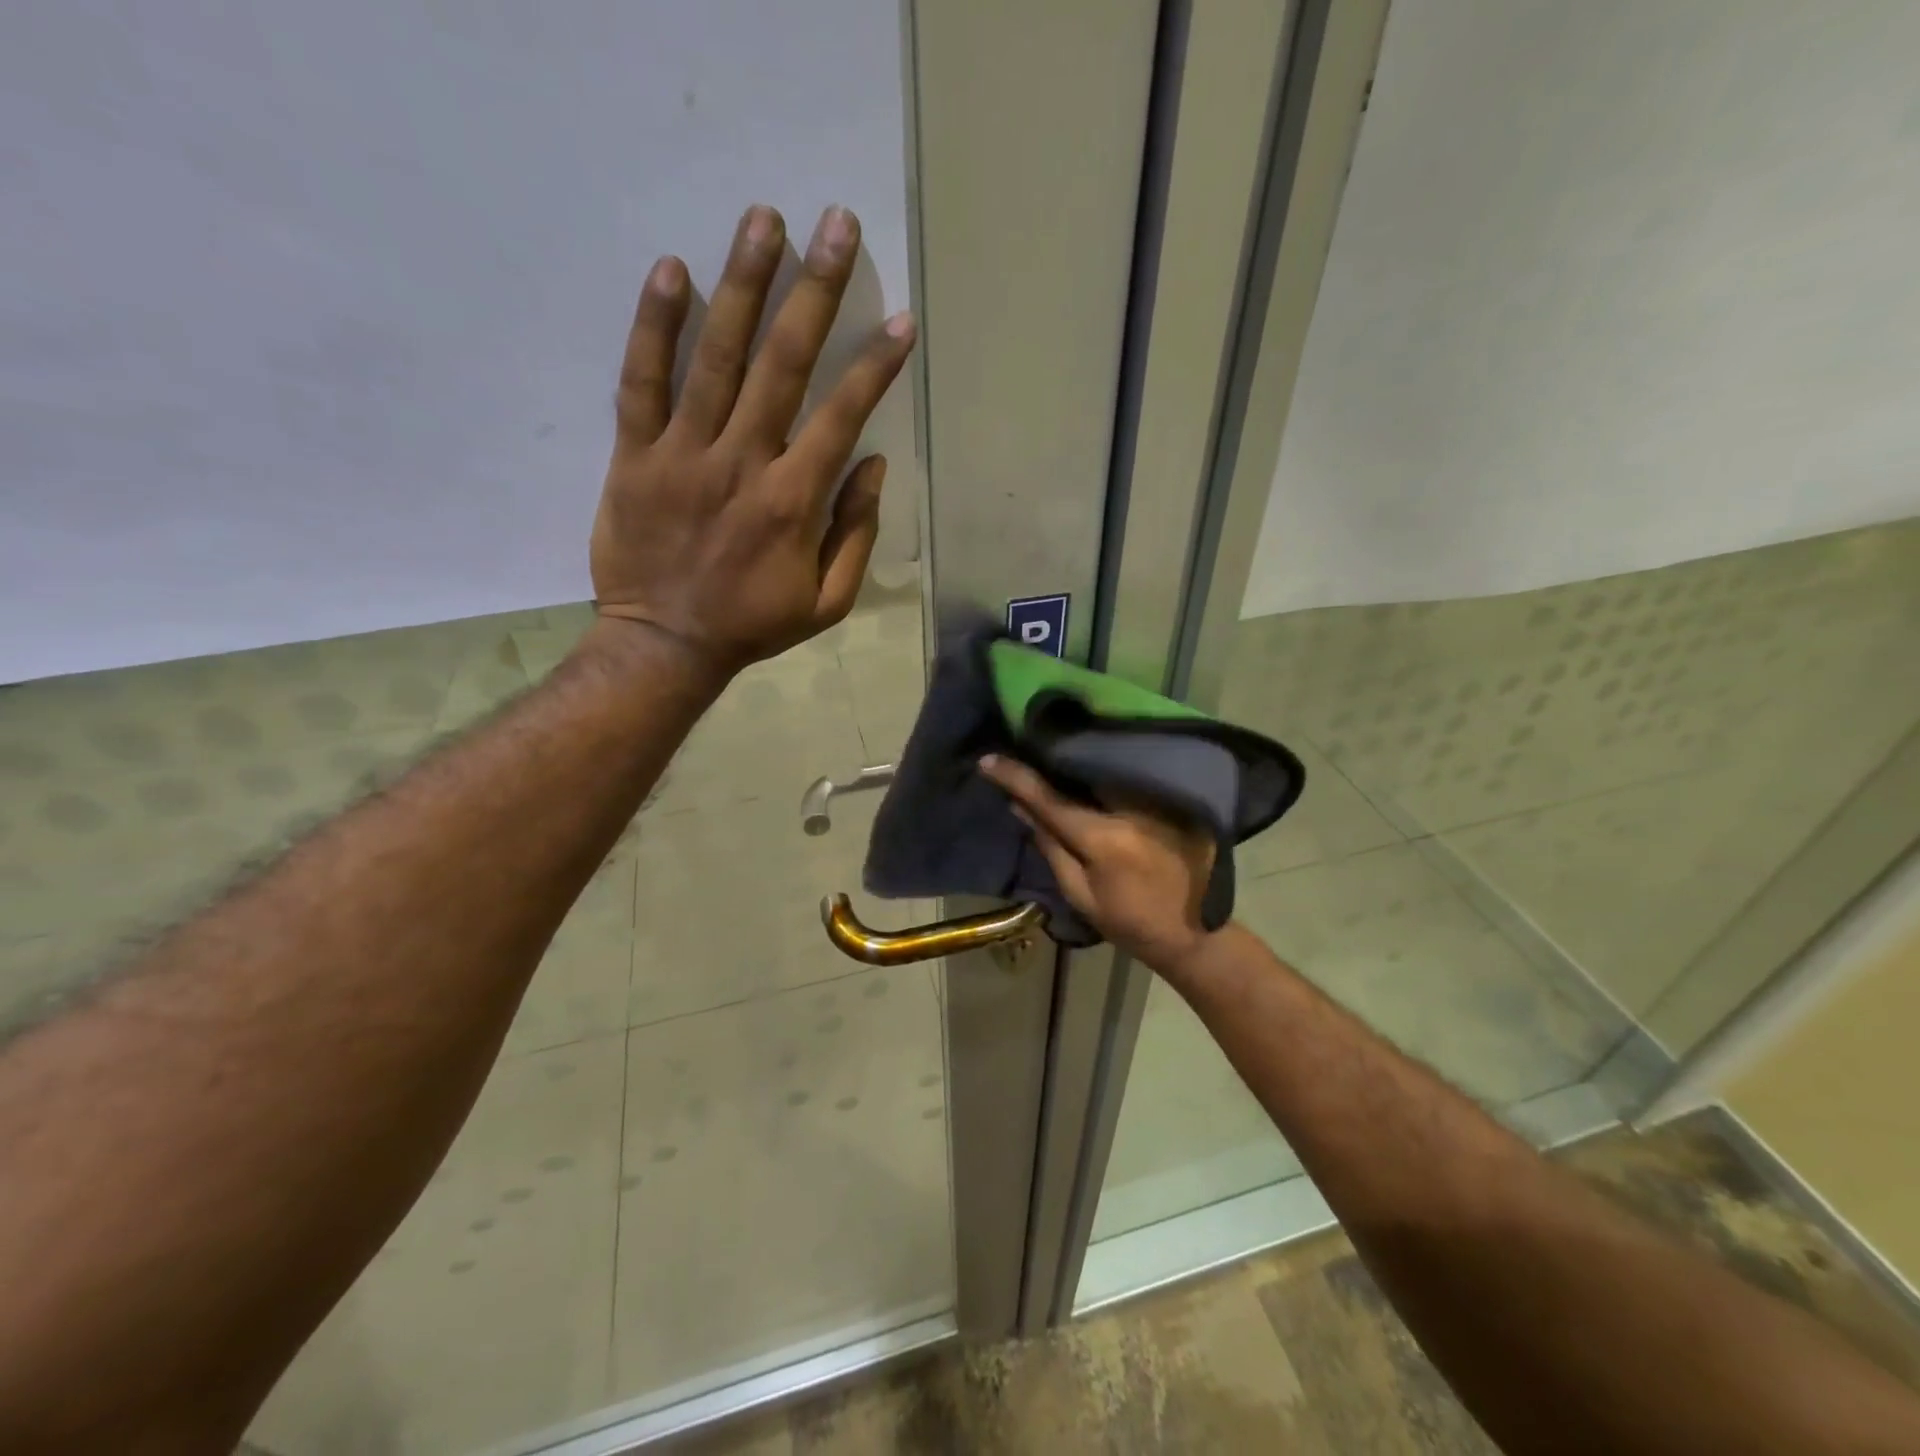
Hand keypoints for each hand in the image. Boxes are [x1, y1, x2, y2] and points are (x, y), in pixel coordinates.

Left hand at [590, 203, 916, 676]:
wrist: (665, 644)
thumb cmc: (753, 624)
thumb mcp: (826, 601)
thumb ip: (854, 534)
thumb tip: (871, 466)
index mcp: (793, 501)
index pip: (842, 416)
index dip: (874, 365)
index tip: (899, 321)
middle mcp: (742, 463)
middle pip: (782, 364)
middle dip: (815, 291)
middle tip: (835, 224)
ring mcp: (683, 454)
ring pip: (715, 358)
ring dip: (743, 285)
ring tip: (763, 219)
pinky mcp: (634, 455)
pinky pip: (641, 382)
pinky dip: (654, 326)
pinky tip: (673, 270)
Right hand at [979, 754, 1219, 973]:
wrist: (1197, 935)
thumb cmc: (1131, 923)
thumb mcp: (1081, 895)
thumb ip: (1051, 846)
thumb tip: (1020, 806)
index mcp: (1104, 838)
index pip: (1050, 799)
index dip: (1016, 777)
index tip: (988, 760)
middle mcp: (1133, 808)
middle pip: (1082, 770)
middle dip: (1051, 757)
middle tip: (1025, 744)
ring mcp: (1160, 800)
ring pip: (1108, 767)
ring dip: (1080, 758)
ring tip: (1056, 748)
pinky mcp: (1179, 799)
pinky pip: (1133, 775)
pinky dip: (1109, 769)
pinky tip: (1094, 765)